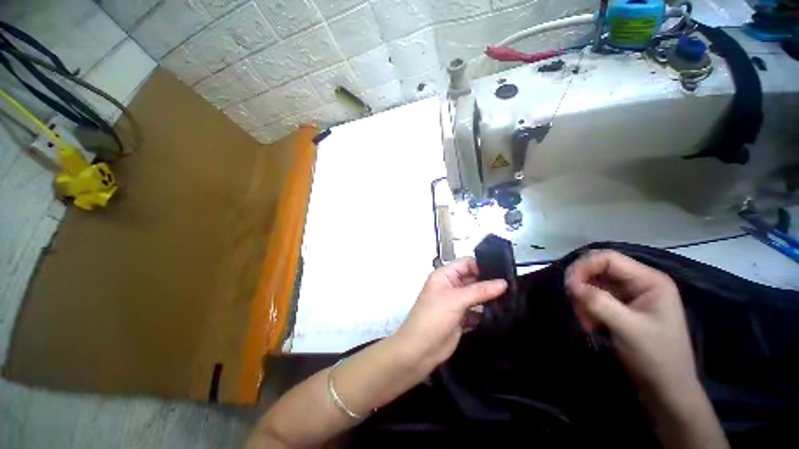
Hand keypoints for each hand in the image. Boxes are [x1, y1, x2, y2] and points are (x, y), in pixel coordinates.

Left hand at [395, 258, 506, 371]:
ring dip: (490, 297)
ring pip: (476, 295)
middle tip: (514, 284)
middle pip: (473, 279)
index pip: (466, 263)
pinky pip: (477, 310)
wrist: (420, 350)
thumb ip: (480, 290)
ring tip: (514, 297)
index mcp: (444, 275)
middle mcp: (451, 286)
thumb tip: (504, 282)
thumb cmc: (434, 317)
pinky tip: (504, 312)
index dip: (483, 265)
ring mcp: (456, 302)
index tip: (505, 269)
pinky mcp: (461, 318)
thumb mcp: (456, 299)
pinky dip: (487, 311)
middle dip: (490, 281)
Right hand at [565, 250, 696, 395]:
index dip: (584, 267)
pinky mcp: (621, 307)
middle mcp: (639, 282)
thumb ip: (598, 302)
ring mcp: (630, 295)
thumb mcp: (627, 328)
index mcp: (649, 280)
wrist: (666, 390)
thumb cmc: (656, 357)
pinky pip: (595, 298)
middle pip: (598, 270)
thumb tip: (569, 283)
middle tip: (576, 305)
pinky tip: (591, 325)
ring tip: (587, 322)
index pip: (608, 258)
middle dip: (583, 286)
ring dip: (584, 301)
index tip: (569, 285)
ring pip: (593, 285)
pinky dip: (587, 309)